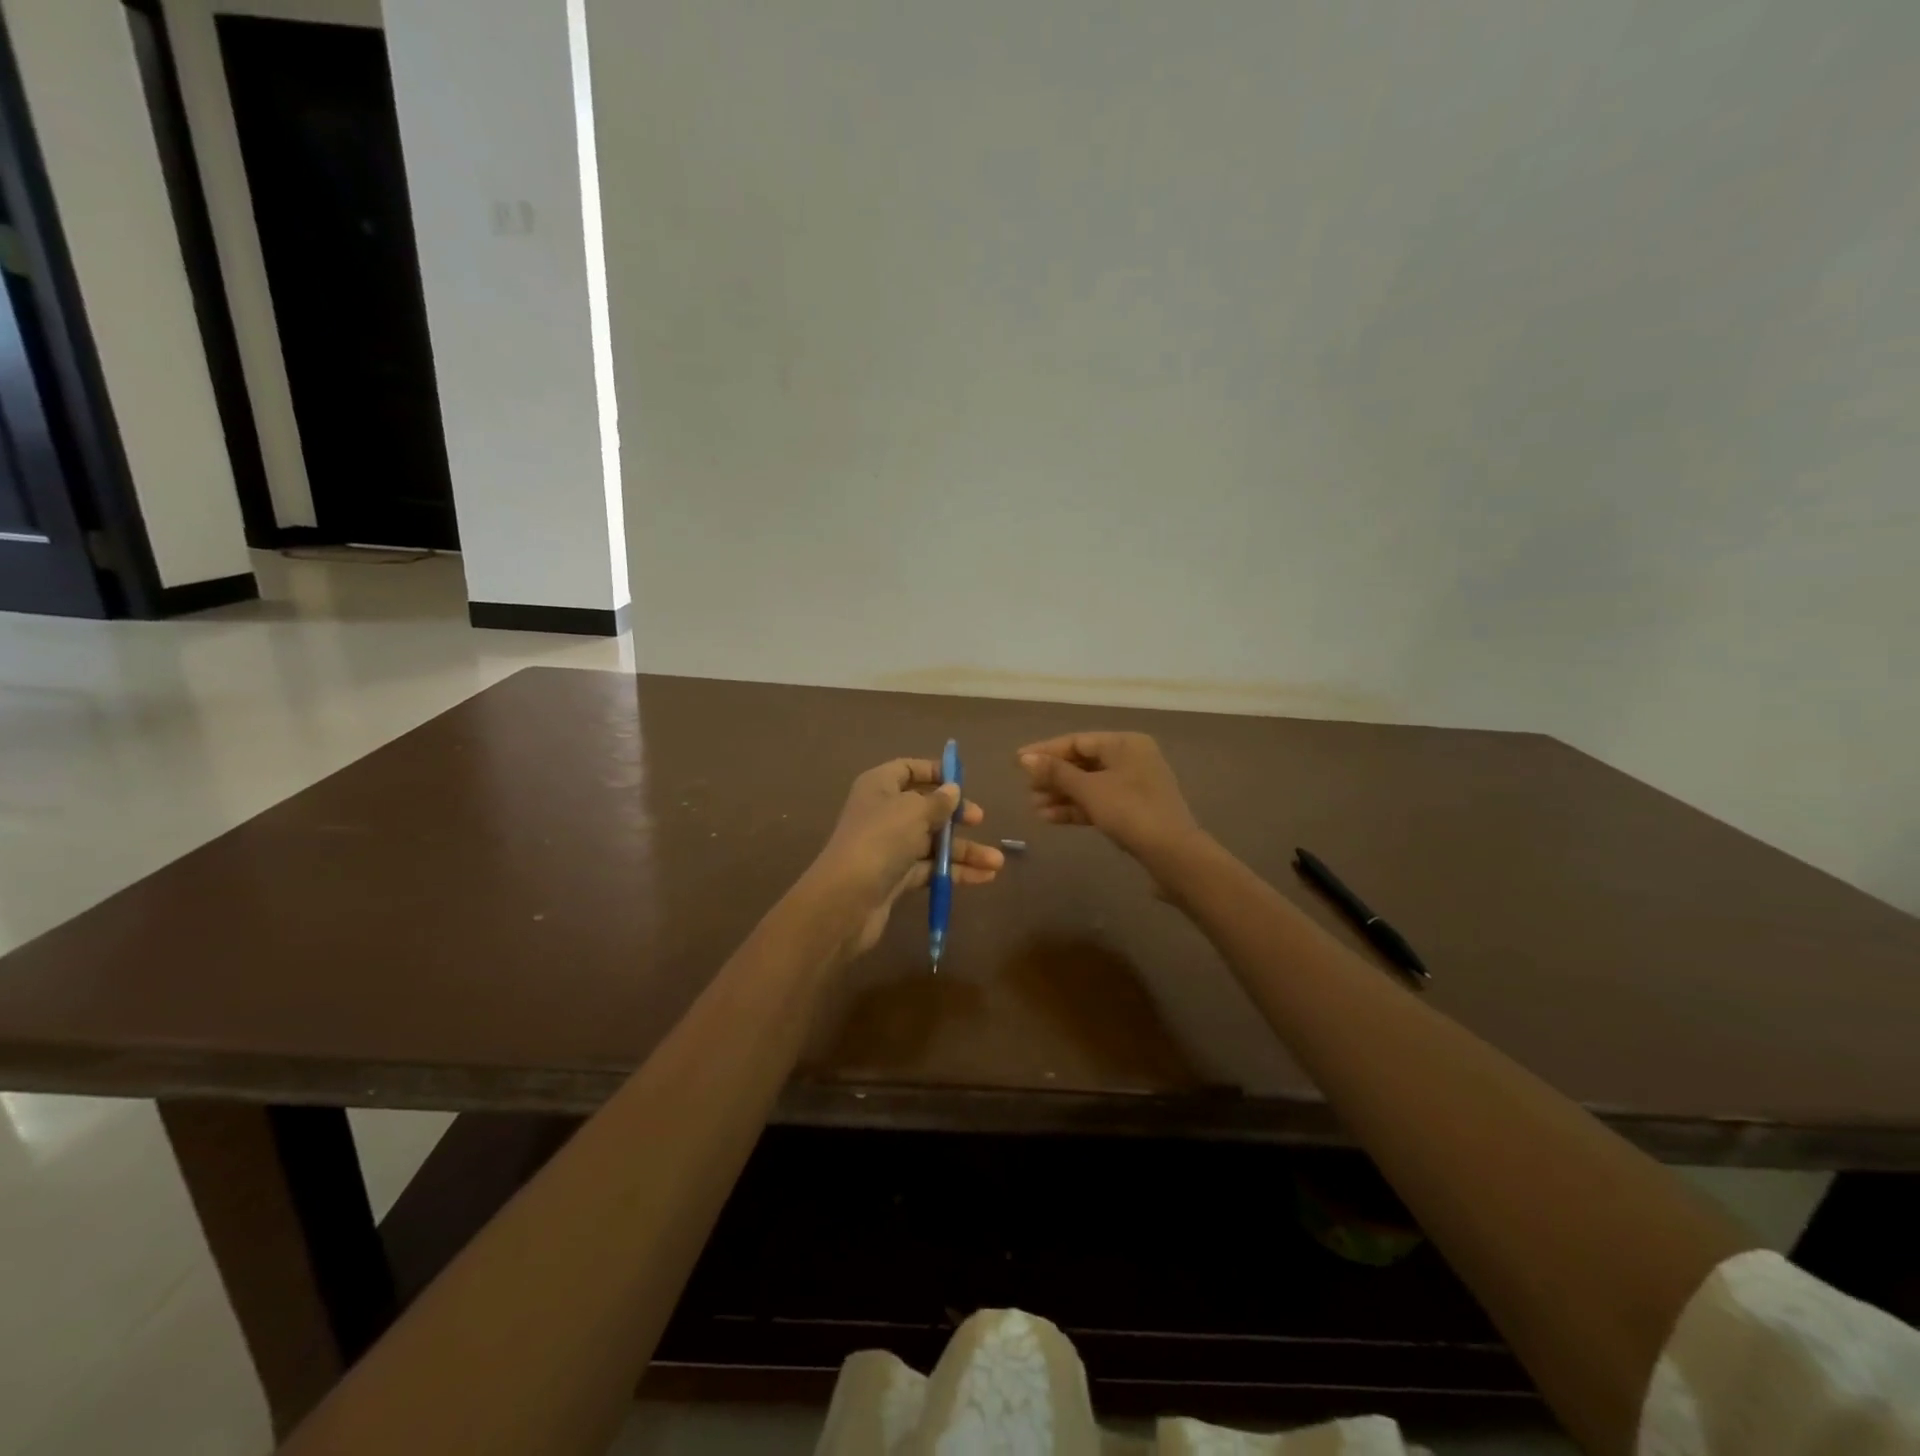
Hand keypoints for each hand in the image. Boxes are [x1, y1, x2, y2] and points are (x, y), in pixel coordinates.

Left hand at [803, 758, 1003, 959]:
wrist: (846, 900)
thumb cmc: (880, 840)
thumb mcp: (913, 811)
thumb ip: (938, 801)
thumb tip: (953, 790)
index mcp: (879, 786)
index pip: (908, 769)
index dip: (935, 772)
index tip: (962, 781)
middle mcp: (883, 813)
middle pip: (925, 807)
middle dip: (955, 815)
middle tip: (979, 820)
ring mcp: (889, 847)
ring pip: (932, 842)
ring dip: (964, 850)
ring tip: (996, 862)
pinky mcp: (896, 877)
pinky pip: (931, 868)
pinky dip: (955, 871)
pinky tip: (984, 877)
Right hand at [1018, 732, 1202, 863]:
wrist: (1172, 854)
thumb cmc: (1130, 811)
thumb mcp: (1089, 790)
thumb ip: (1056, 772)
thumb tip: (1025, 759)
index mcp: (1125, 743)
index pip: (1077, 741)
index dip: (1045, 751)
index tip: (1017, 762)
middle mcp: (1131, 758)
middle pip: (1082, 762)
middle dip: (1053, 777)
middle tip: (1026, 789)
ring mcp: (1134, 786)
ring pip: (1089, 785)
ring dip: (1061, 795)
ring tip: (1033, 808)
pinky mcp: (1133, 810)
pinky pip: (1098, 802)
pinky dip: (1076, 808)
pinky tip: (1050, 818)